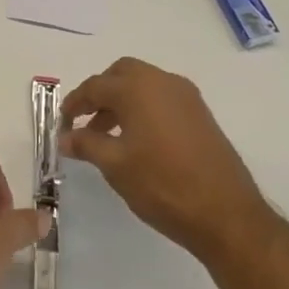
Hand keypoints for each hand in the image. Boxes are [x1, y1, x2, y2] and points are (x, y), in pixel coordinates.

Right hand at [61, 58, 267, 264]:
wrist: (226, 214)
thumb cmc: (162, 184)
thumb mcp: (115, 165)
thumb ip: (86, 144)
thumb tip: (64, 137)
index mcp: (138, 88)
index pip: (96, 86)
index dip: (74, 103)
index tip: (62, 123)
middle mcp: (163, 82)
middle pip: (122, 74)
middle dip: (100, 93)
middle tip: (84, 121)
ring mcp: (186, 97)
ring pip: (144, 85)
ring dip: (121, 102)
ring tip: (106, 137)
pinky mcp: (201, 115)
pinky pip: (162, 99)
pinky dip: (143, 109)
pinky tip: (136, 141)